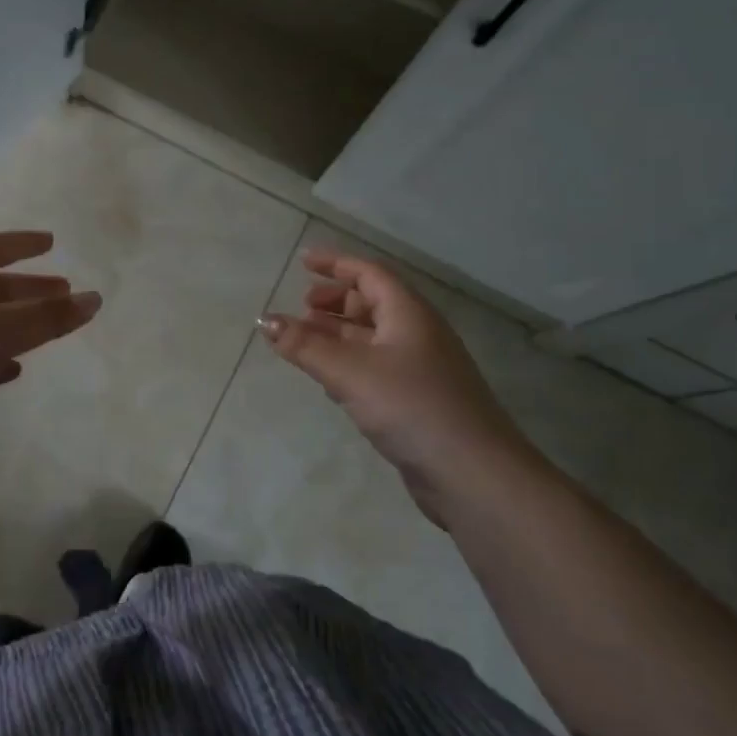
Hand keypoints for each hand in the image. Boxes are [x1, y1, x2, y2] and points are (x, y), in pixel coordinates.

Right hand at [259, 247, 529, 516]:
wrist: (472, 474)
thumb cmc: (410, 407)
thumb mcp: (349, 371)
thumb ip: (304, 345)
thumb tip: (264, 320)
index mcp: (408, 313)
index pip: (369, 273)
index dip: (335, 263)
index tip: (303, 261)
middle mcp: (417, 333)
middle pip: (372, 302)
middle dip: (334, 301)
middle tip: (301, 308)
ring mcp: (421, 368)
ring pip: (372, 337)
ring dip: (338, 334)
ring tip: (303, 342)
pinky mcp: (418, 400)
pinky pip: (377, 367)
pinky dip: (349, 363)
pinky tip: (328, 380)